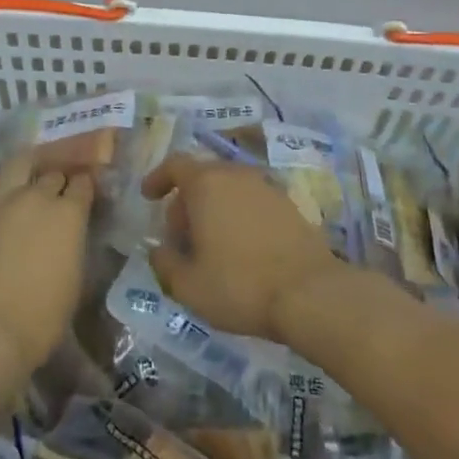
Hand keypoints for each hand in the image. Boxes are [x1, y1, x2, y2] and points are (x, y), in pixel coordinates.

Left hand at [0, 152, 94, 379]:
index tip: (86, 191)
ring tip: (27, 166)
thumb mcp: (74, 283)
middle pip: (52, 174)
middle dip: (58, 178)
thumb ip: (73, 248)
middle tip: (57, 188)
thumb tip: (70, 237)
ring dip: (26, 164)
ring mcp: (0, 201)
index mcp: (70, 215)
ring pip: (18, 164)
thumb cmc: (39, 320)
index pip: (84, 186)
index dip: (86, 186)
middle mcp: (38, 197)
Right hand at [142, 157, 341, 342]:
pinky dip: (239, 216)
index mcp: (207, 184)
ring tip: (210, 246)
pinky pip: (253, 202)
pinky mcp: (290, 205)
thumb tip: (158, 251)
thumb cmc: (239, 285)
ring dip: (214, 209)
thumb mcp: (188, 286)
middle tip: (180, 237)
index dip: (158, 178)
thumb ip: (164, 263)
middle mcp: (237, 175)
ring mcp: (267, 187)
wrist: (310, 293)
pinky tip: (241, 249)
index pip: (175, 164)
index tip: (148, 197)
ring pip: (230, 189)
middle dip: (186, 202)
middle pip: (203, 176)